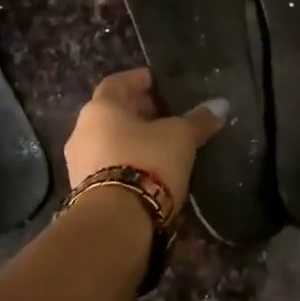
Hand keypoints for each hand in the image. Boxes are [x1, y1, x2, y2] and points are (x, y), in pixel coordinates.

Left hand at [65, 69, 228, 215]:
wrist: (116, 220)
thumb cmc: (147, 161)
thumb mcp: (180, 137)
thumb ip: (198, 120)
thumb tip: (221, 105)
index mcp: (100, 108)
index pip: (117, 83)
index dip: (137, 80)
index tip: (155, 81)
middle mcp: (82, 131)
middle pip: (110, 113)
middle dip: (136, 111)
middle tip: (162, 112)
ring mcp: (78, 163)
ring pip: (106, 140)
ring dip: (129, 138)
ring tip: (158, 143)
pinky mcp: (83, 191)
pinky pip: (105, 165)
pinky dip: (124, 160)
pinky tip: (146, 168)